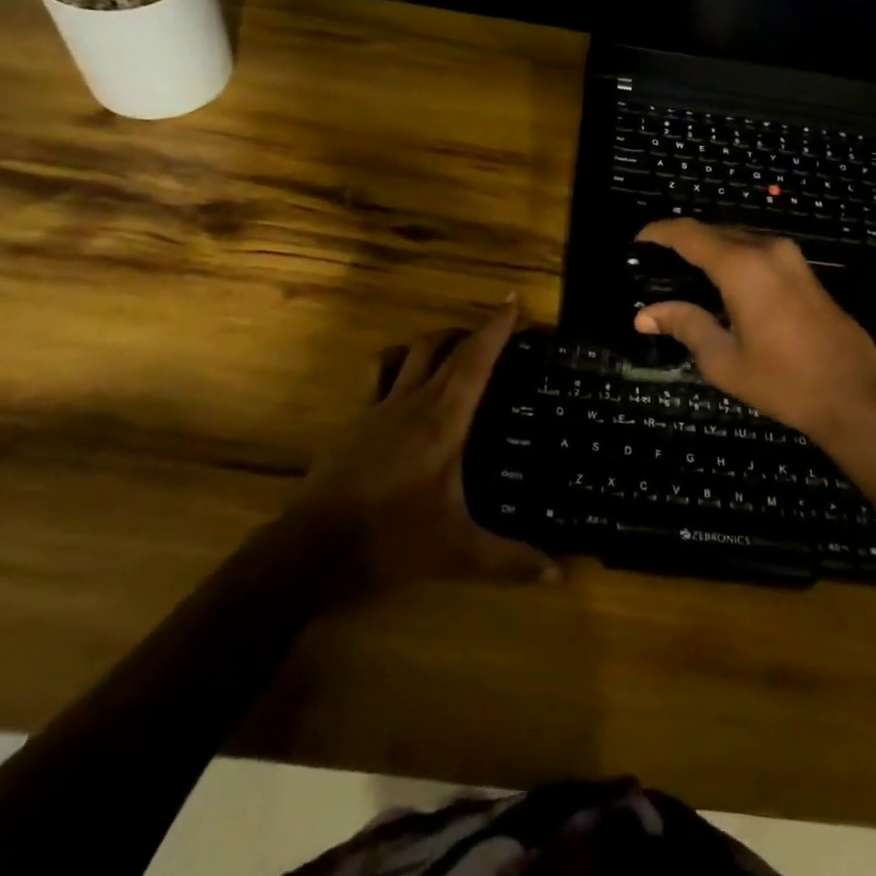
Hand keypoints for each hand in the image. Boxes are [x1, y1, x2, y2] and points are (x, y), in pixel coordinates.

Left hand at [283, 299, 556, 592]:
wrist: (316, 545)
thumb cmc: (393, 539)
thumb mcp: (459, 553)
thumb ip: (511, 561)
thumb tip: (560, 574)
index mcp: (444, 421)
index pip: (475, 360)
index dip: (497, 327)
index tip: (514, 301)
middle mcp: (415, 401)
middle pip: (447, 347)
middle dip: (477, 329)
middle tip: (503, 328)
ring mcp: (381, 405)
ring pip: (413, 350)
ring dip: (439, 339)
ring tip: (460, 345)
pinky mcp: (358, 416)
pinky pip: (380, 371)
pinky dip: (399, 359)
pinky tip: (407, 370)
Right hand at [633, 220, 875, 456]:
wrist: (856, 396)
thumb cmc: (784, 381)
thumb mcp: (724, 360)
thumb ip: (684, 325)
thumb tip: (644, 315)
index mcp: (742, 266)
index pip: (689, 234)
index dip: (658, 233)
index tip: (636, 242)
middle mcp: (767, 249)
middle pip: (713, 231)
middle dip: (682, 241)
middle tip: (654, 264)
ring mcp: (790, 257)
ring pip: (737, 239)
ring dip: (709, 250)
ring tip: (681, 274)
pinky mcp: (804, 271)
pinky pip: (757, 251)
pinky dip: (732, 259)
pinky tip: (719, 286)